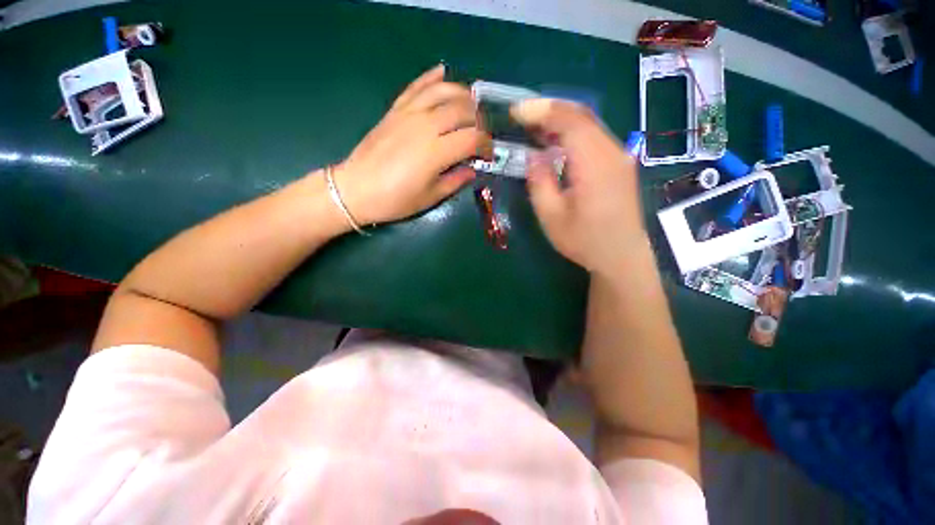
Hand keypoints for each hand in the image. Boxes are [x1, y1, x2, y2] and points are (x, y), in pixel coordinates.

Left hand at [334, 65, 491, 224]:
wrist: (357, 189)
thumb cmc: (395, 200)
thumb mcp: (430, 197)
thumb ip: (455, 181)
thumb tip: (472, 170)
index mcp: (436, 152)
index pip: (472, 138)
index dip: (486, 145)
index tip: (488, 154)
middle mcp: (425, 126)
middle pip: (462, 110)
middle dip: (479, 120)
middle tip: (481, 133)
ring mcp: (409, 114)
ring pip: (442, 91)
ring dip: (462, 94)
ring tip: (471, 104)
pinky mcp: (395, 110)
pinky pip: (416, 87)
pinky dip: (431, 77)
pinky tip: (442, 71)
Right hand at [512, 99, 645, 275]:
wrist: (622, 257)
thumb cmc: (585, 241)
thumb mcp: (552, 217)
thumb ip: (540, 183)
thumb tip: (534, 156)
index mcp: (595, 166)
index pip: (571, 122)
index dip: (542, 111)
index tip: (516, 112)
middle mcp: (613, 153)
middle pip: (582, 116)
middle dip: (549, 111)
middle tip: (522, 117)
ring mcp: (620, 157)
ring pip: (589, 124)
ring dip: (560, 121)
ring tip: (533, 127)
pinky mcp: (619, 164)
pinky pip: (594, 138)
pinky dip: (572, 133)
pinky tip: (556, 143)